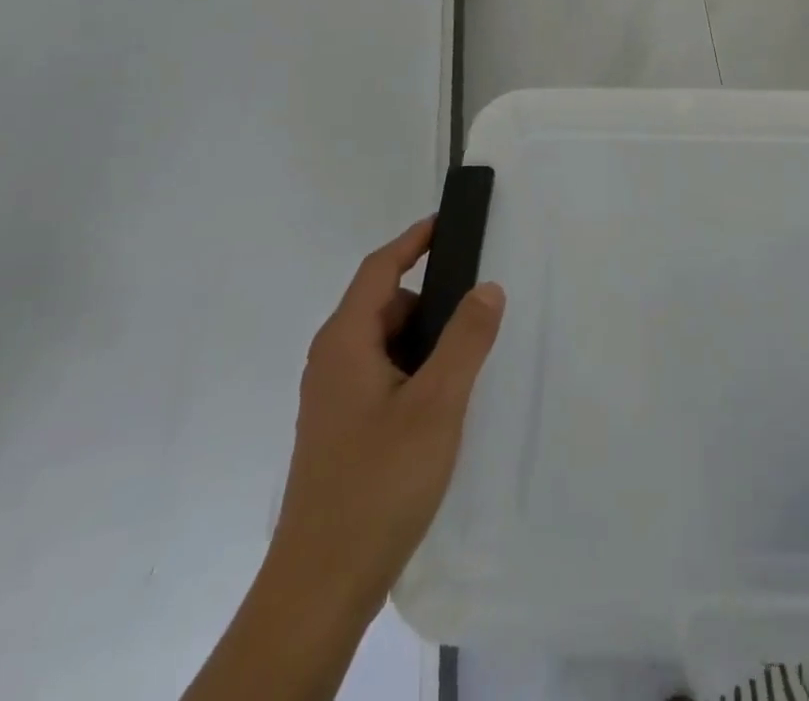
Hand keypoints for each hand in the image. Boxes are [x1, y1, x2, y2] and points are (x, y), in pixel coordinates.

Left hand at [185, 220, 504, 700]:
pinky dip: (414, 368)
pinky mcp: (340, 429)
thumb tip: (487, 286)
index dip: (413, 241)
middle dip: (430, 299)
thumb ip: (466, 339)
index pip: (379, 269)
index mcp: (345, 342)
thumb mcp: (437, 404)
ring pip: (385, 344)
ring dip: (424, 339)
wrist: (321, 585)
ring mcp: (333, 398)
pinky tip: (442, 401)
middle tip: (478, 308)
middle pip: (384, 305)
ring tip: (468, 358)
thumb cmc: (379, 482)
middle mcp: (332, 361)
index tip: (447, 222)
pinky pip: (382, 374)